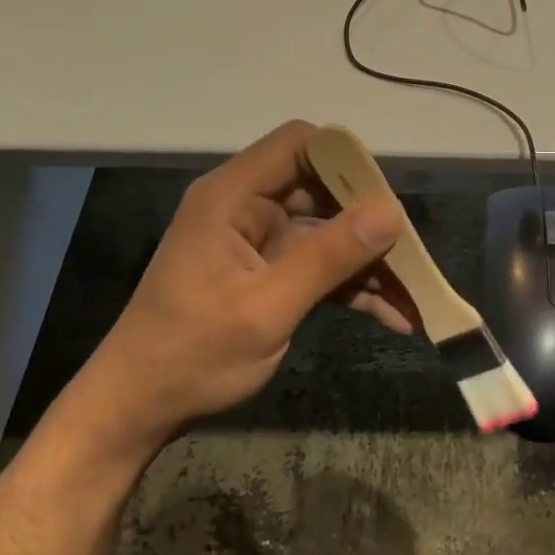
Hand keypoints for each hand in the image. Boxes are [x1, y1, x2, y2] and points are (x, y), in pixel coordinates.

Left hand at [63, 121, 405, 456]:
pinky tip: (393, 315)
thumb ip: (329, 257)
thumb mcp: (267, 307)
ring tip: (416, 293)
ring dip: (368, 261)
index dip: (345, 160)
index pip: (298, 144)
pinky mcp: (269, 272)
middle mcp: (248, 207)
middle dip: (369, 221)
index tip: (384, 199)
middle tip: (413, 253)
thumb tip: (391, 212)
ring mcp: (259, 241)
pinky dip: (351, 286)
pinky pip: (320, 265)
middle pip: (323, 189)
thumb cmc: (192, 354)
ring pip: (328, 231)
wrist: (137, 409)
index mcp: (234, 196)